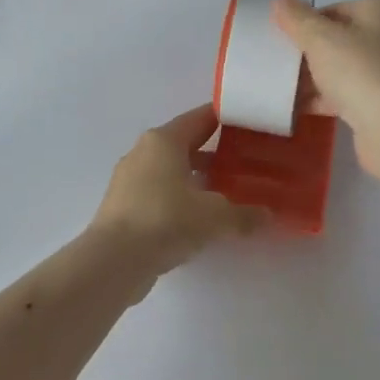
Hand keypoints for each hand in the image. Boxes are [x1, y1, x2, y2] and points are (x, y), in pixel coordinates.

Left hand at [90, 105, 270, 278]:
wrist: (113, 261)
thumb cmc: (165, 221)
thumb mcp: (214, 217)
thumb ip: (243, 214)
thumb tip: (267, 215)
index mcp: (164, 140)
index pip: (201, 118)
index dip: (227, 119)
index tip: (252, 126)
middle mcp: (144, 151)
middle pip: (186, 143)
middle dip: (215, 152)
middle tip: (246, 161)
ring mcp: (130, 179)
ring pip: (172, 170)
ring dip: (197, 178)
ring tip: (228, 191)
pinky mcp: (124, 206)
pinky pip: (160, 192)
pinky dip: (181, 198)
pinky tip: (201, 217)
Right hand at [274, 0, 379, 176]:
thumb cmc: (361, 72)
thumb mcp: (320, 38)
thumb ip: (297, 18)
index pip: (333, 10)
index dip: (305, 25)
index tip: (283, 43)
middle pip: (339, 39)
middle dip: (308, 54)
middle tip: (280, 66)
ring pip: (343, 68)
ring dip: (314, 78)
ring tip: (283, 88)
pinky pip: (350, 93)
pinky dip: (326, 98)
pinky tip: (298, 108)